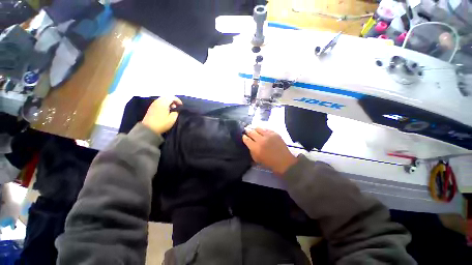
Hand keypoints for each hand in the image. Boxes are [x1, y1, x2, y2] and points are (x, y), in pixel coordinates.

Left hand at [141, 96, 181, 134]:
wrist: (149, 129)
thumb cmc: (162, 124)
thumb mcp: (172, 119)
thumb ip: (176, 112)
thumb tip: (177, 109)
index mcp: (163, 103)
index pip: (172, 97)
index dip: (178, 100)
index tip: (181, 105)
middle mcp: (158, 101)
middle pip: (167, 96)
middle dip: (173, 100)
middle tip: (177, 106)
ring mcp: (153, 104)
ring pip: (163, 99)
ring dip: (168, 102)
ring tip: (172, 108)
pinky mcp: (151, 107)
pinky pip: (159, 102)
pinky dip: (164, 103)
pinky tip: (166, 110)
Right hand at [242, 127, 297, 175]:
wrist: (284, 161)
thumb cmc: (269, 163)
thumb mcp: (257, 160)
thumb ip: (251, 151)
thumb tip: (249, 144)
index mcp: (255, 148)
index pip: (246, 139)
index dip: (244, 137)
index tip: (243, 136)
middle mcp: (261, 140)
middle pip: (251, 132)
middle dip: (247, 131)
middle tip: (246, 130)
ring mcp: (268, 135)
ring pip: (258, 128)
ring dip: (254, 128)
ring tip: (254, 129)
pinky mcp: (274, 133)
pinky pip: (266, 128)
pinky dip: (262, 129)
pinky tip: (262, 130)